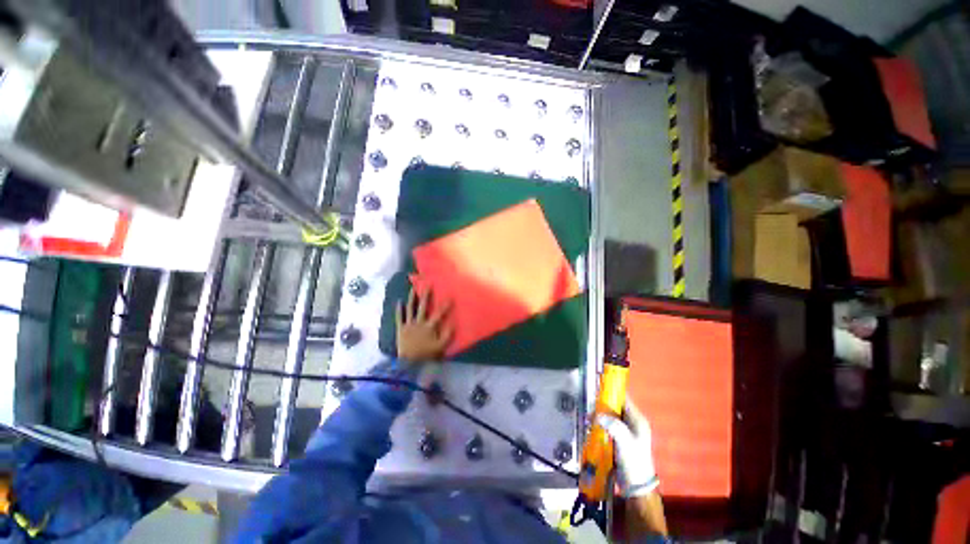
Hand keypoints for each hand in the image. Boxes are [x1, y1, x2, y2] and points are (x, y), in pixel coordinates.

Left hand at [396, 288, 453, 362]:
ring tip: (413, 288)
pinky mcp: (400, 328)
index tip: (450, 296)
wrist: (408, 363)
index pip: (439, 313)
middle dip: (426, 295)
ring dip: (411, 298)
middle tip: (428, 284)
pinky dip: (398, 310)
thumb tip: (453, 323)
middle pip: (422, 306)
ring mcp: (409, 324)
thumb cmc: (426, 355)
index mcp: (429, 327)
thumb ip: (447, 335)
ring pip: (410, 308)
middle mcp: (418, 322)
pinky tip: (398, 302)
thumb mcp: (441, 347)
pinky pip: (399, 317)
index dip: (445, 305)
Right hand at [596, 400, 657, 497]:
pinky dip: (598, 425)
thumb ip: (614, 426)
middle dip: (601, 405)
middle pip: (614, 406)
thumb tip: (597, 414)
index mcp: (637, 420)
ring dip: (598, 416)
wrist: (635, 487)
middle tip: (589, 406)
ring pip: (608, 416)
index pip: (623, 398)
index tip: (597, 387)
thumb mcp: (625, 442)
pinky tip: (590, 427)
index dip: (611, 392)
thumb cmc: (634, 461)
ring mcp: (624, 431)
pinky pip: (606, 426)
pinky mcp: (617, 439)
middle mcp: (631, 423)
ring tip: (587, 417)